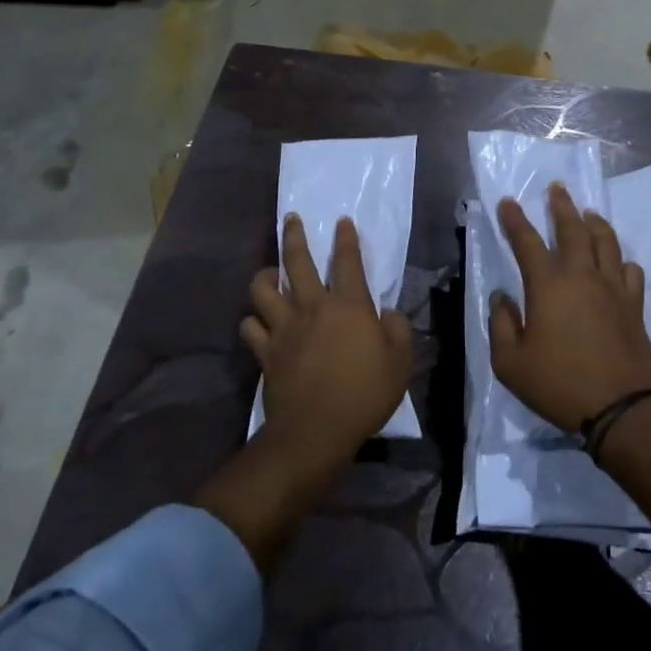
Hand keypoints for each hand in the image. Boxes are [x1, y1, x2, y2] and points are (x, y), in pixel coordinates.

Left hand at [242, 214, 413, 465]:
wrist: (316, 431)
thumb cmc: (364, 394)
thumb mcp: (401, 362)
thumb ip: (397, 330)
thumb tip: (387, 313)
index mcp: (348, 305)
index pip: (348, 261)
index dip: (346, 238)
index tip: (342, 221)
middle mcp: (312, 307)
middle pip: (297, 261)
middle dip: (294, 236)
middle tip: (292, 220)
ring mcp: (284, 328)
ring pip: (262, 289)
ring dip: (264, 276)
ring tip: (269, 274)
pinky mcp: (265, 351)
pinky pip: (250, 326)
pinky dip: (252, 321)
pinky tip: (257, 322)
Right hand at [490, 184, 650, 432]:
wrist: (619, 408)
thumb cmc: (557, 384)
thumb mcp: (510, 363)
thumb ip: (501, 324)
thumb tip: (502, 298)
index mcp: (548, 285)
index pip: (527, 241)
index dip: (515, 220)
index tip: (508, 202)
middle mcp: (582, 276)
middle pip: (573, 229)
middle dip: (561, 206)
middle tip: (557, 189)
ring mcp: (613, 288)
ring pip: (606, 242)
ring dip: (594, 223)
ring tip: (588, 213)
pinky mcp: (634, 305)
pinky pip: (630, 271)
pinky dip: (621, 260)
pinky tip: (617, 262)